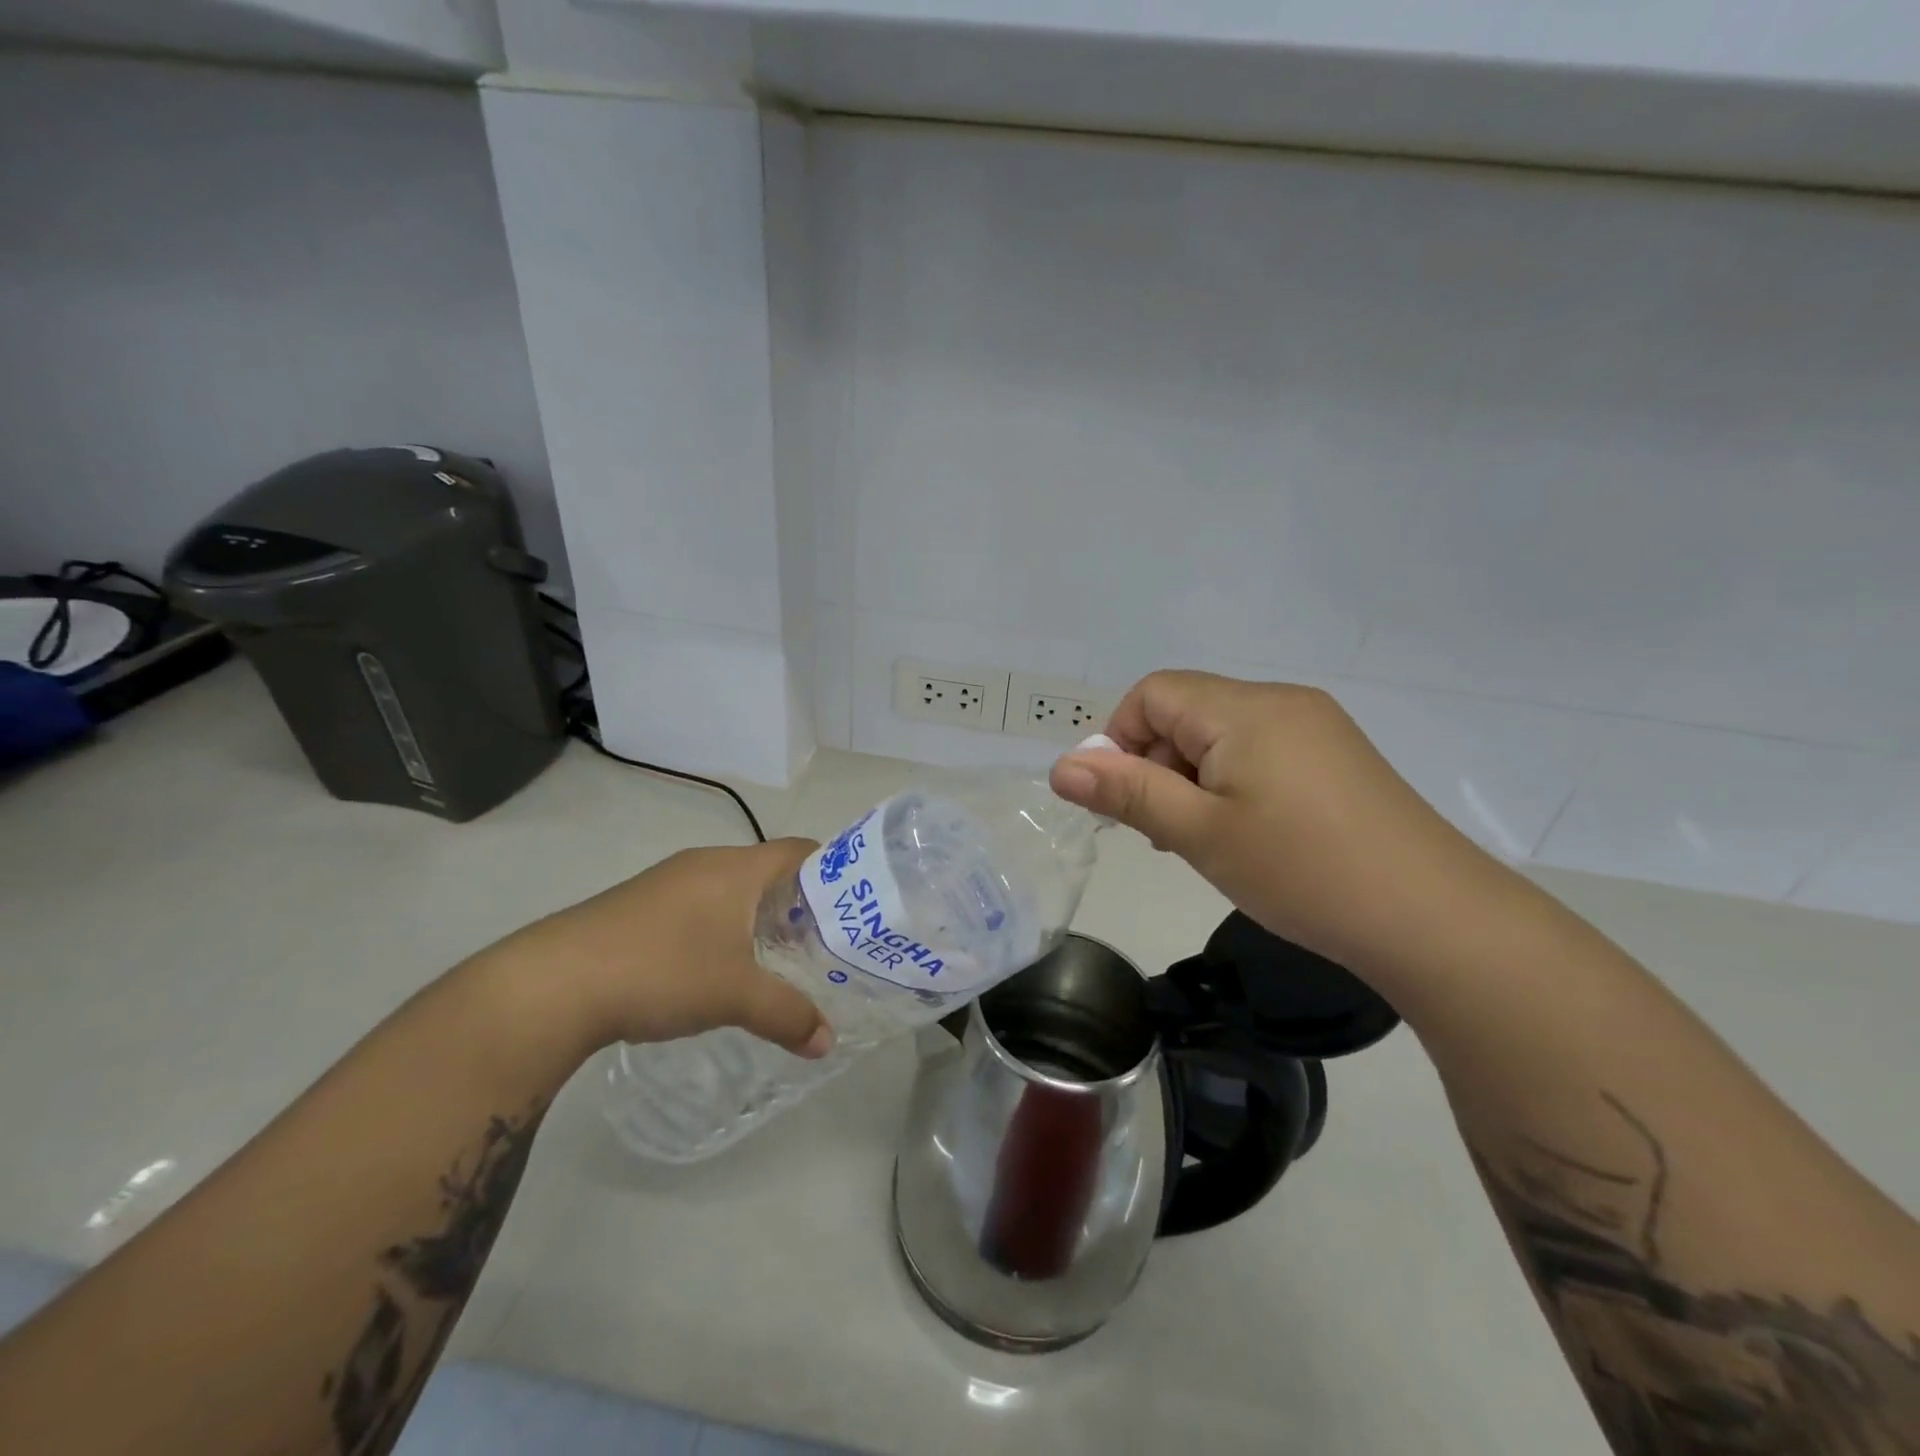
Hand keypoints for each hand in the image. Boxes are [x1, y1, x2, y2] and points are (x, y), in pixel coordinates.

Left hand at [491, 839, 833, 1058]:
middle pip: (769, 871)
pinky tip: (718, 969)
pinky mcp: (639, 907)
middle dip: (799, 904)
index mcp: (737, 868)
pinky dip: (722, 929)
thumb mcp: (735, 996)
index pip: (801, 850)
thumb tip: (827, 1043)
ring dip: (758, 919)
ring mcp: (668, 882)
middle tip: (823, 943)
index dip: (834, 871)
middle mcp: (705, 863)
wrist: (552, 983)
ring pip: (732, 891)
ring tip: (777, 960)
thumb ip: (788, 1015)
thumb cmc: (662, 970)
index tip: (853, 907)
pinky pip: (700, 907)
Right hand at [1049, 671, 1503, 975]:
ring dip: (1192, 777)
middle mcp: (1279, 702)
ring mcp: (1315, 727)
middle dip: (1156, 764)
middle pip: (1186, 711)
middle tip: (1165, 832)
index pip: (1152, 693)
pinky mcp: (1336, 756)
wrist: (1433, 919)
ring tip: (1205, 841)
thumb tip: (1060, 766)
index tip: (1126, 803)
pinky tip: (1248, 835)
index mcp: (1244, 709)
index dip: (1121, 740)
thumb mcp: (1199, 834)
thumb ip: (1126, 793)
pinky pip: (1260, 751)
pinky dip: (1232, 783)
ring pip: (1221, 734)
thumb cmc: (1302, 871)